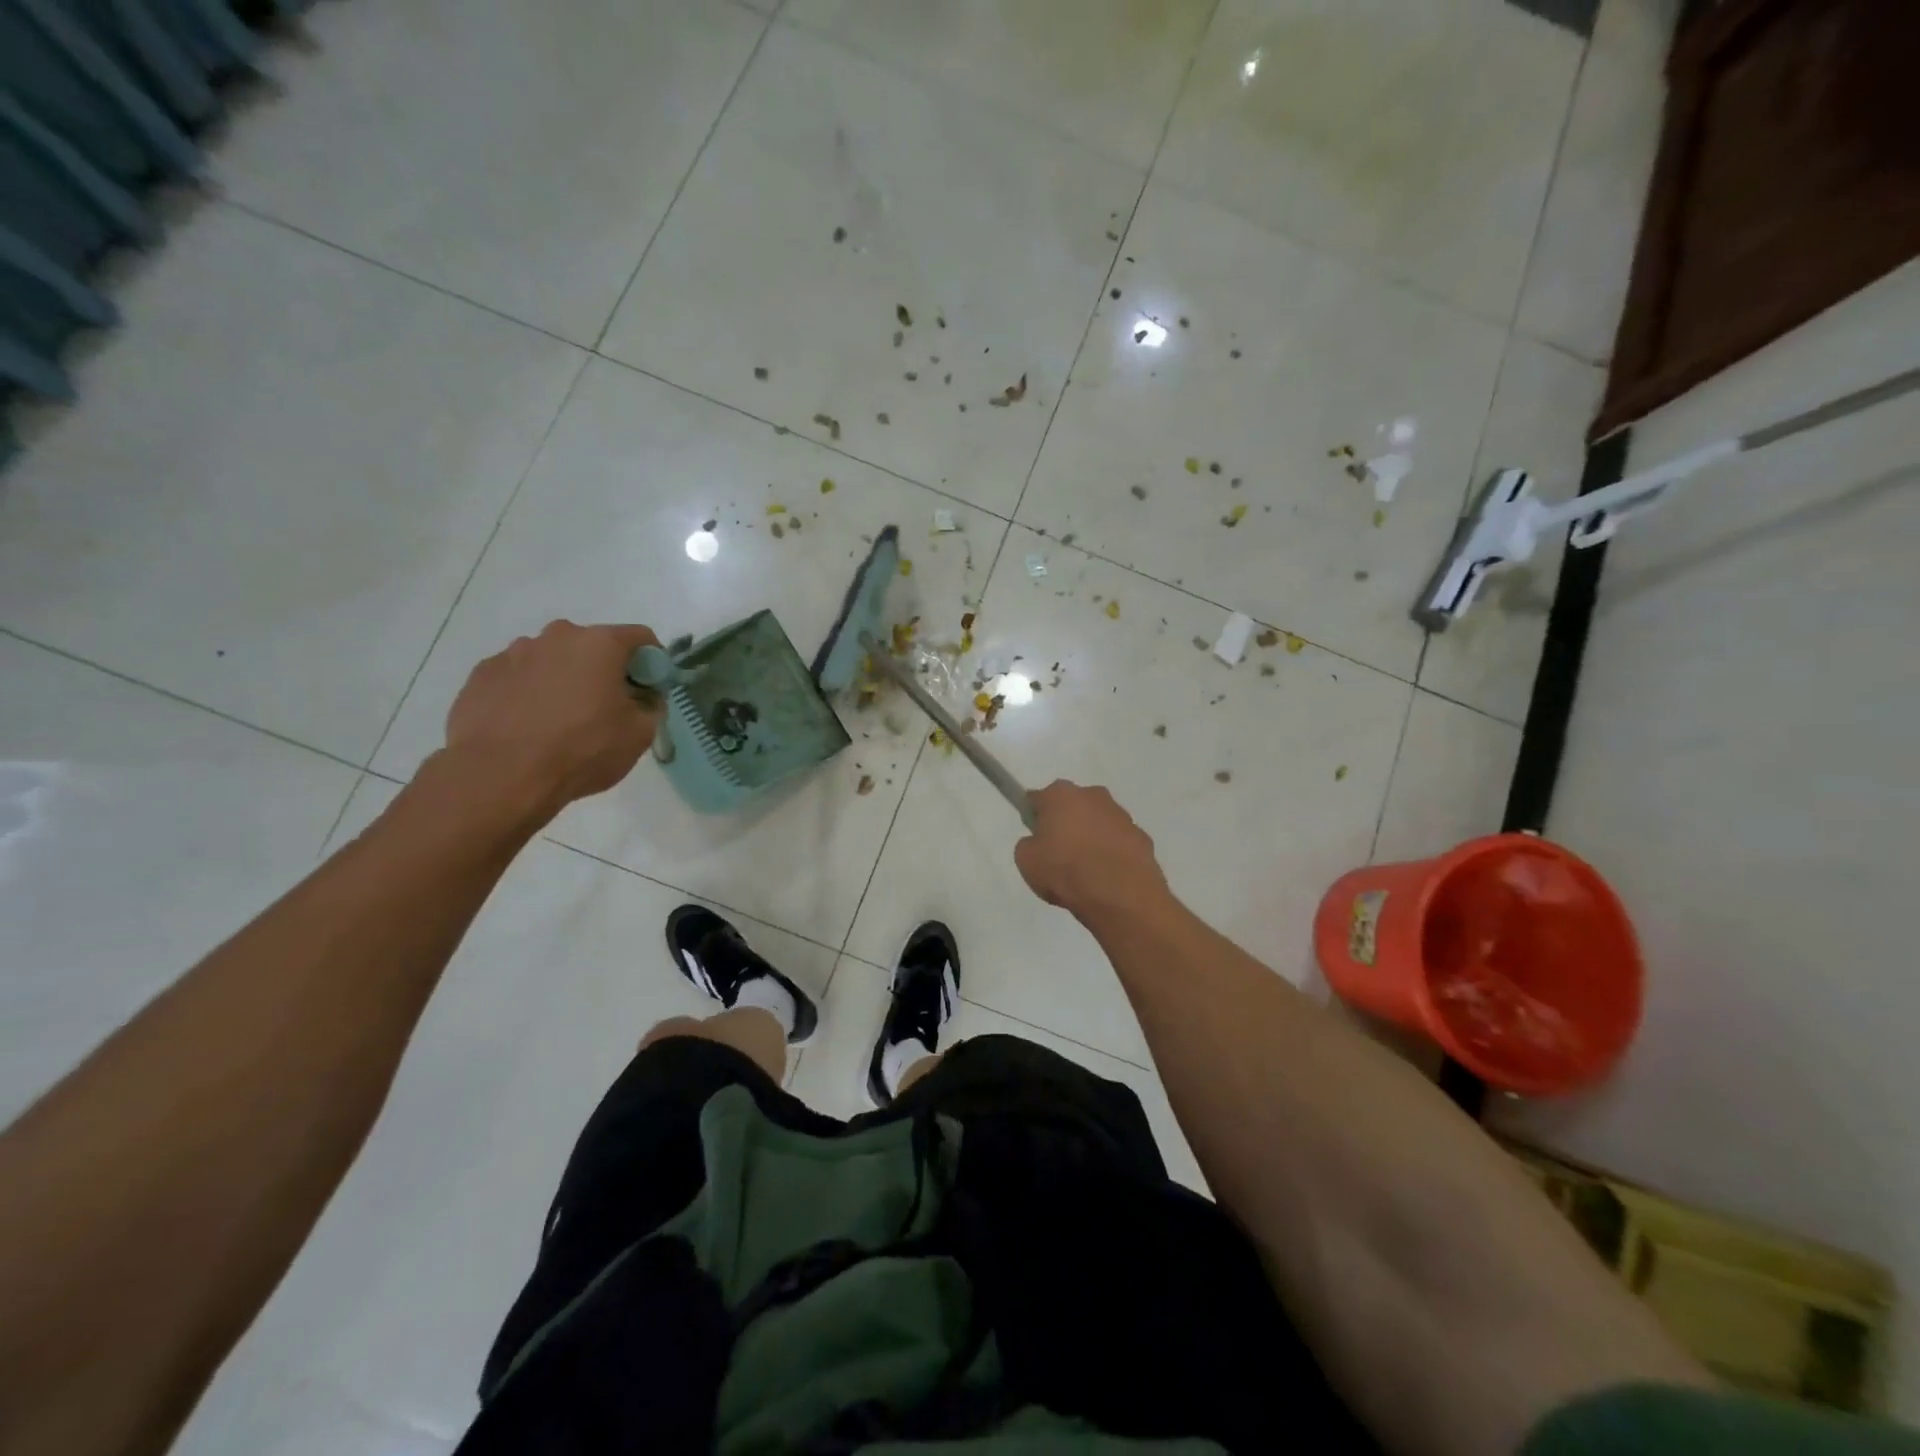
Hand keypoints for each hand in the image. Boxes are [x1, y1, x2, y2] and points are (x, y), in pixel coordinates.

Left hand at [442, 620, 661, 819]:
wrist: (500, 776)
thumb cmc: (582, 750)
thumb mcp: (639, 735)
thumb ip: (651, 707)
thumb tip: (644, 698)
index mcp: (599, 644)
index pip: (640, 638)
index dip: (652, 662)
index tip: (649, 689)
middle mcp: (556, 637)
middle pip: (591, 646)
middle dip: (603, 670)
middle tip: (605, 708)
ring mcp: (513, 653)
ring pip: (551, 661)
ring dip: (563, 680)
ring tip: (559, 721)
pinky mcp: (481, 675)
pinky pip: (517, 678)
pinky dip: (528, 694)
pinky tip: (527, 726)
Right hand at [1014, 781, 1167, 917]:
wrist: (1120, 896)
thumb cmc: (1065, 871)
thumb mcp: (1026, 861)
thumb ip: (1029, 844)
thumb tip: (1039, 842)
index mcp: (1061, 795)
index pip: (1038, 799)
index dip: (1034, 817)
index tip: (1034, 836)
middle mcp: (1093, 795)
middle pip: (1072, 806)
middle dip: (1066, 823)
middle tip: (1059, 854)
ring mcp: (1122, 815)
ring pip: (1099, 822)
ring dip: (1092, 837)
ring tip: (1086, 871)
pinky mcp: (1143, 837)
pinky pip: (1119, 842)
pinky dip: (1113, 854)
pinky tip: (1108, 877)